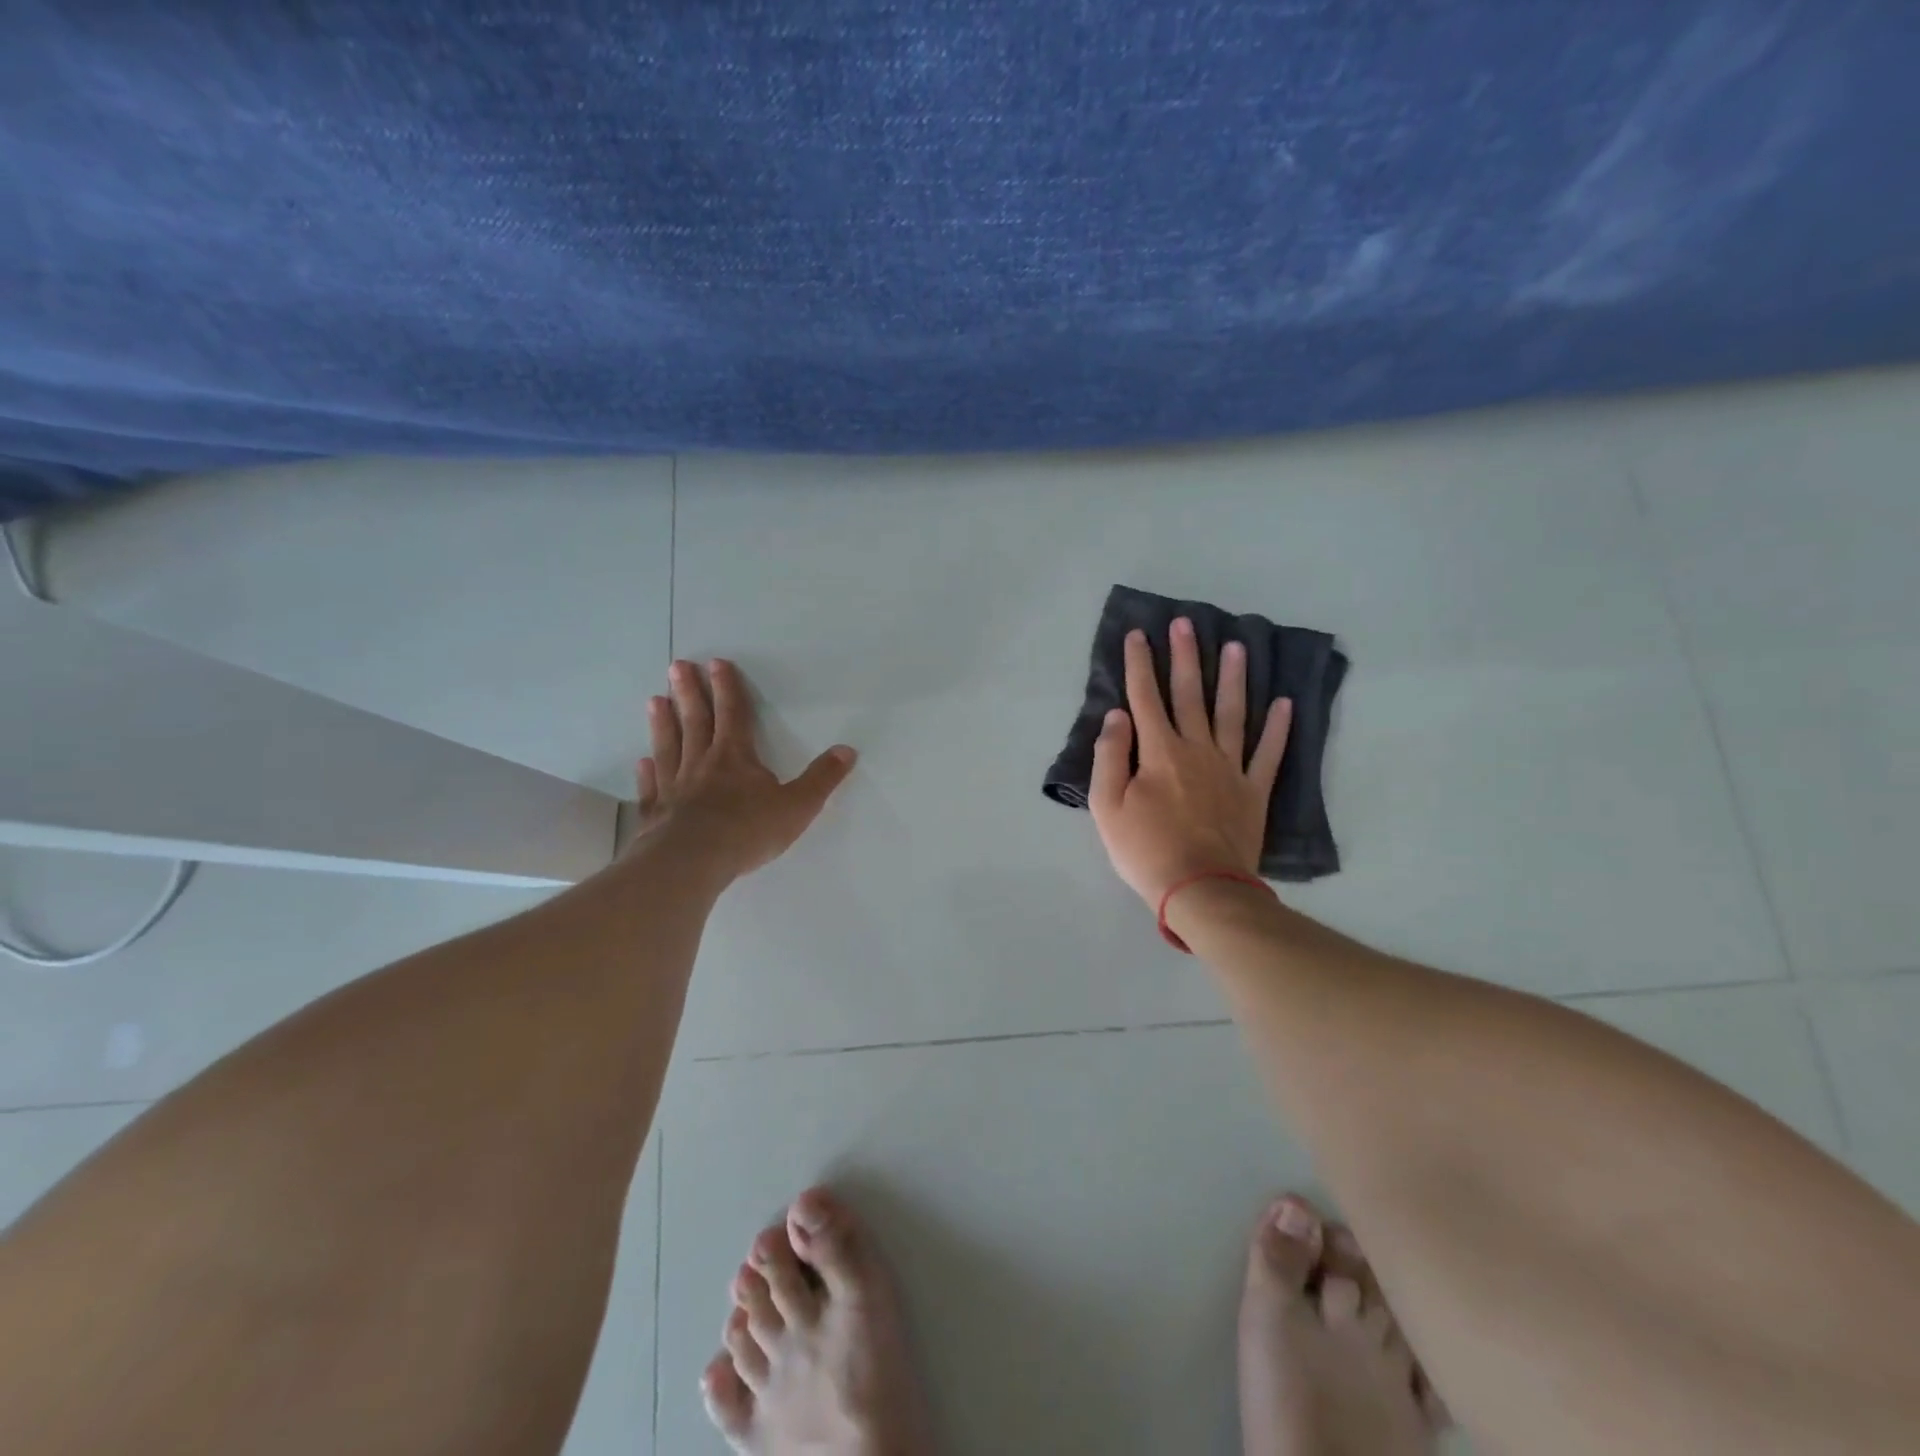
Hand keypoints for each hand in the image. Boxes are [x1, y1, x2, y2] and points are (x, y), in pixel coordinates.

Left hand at [629, 658, 856, 880]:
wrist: (694, 861)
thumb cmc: (748, 831)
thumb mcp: (798, 805)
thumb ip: (821, 778)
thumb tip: (847, 750)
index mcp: (736, 757)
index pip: (733, 714)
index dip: (727, 688)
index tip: (717, 663)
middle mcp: (701, 763)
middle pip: (695, 721)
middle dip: (689, 692)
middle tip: (677, 666)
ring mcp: (674, 787)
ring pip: (668, 747)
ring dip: (663, 723)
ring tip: (654, 700)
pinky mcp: (656, 814)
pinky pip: (651, 787)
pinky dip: (646, 773)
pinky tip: (642, 762)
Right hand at [1090, 619, 1291, 907]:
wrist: (1201, 889)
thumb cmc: (1145, 850)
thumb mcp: (1107, 807)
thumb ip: (1110, 756)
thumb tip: (1118, 715)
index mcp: (1159, 752)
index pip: (1145, 697)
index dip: (1140, 664)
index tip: (1138, 634)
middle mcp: (1196, 749)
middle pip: (1190, 694)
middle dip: (1185, 656)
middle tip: (1186, 623)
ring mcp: (1230, 768)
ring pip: (1232, 713)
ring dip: (1233, 678)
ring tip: (1236, 647)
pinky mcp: (1253, 791)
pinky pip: (1269, 753)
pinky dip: (1278, 728)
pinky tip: (1285, 703)